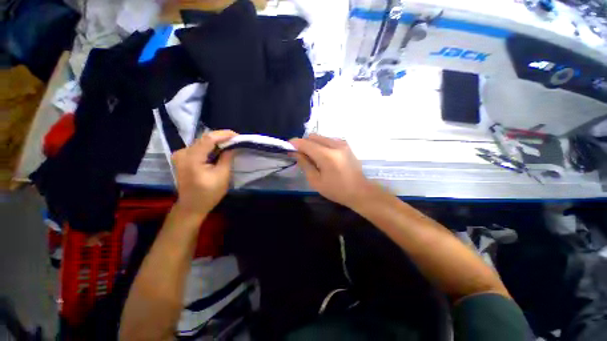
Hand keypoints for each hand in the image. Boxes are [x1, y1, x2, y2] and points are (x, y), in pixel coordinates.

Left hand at [171, 130, 236, 216]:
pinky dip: (210, 147)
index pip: (209, 139)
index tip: (237, 136)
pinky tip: (219, 150)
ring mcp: (180, 155)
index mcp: (192, 159)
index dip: (224, 135)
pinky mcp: (182, 158)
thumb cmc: (209, 193)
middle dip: (221, 137)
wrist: (192, 206)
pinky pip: (198, 147)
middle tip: (236, 139)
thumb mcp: (222, 175)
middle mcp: (182, 153)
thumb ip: (227, 158)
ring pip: (201, 142)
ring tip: (230, 143)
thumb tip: (232, 146)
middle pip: (204, 139)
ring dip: (216, 142)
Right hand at [290, 134, 376, 207]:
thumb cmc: (336, 190)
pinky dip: (321, 145)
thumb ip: (305, 164)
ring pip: (321, 137)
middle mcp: (335, 145)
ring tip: (311, 157)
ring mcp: (342, 143)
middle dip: (303, 143)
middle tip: (300, 155)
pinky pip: (328, 140)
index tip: (288, 147)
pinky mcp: (346, 145)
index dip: (295, 143)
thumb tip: (295, 153)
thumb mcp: (316, 181)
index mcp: (327, 155)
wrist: (360, 191)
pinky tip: (322, 156)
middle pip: (313, 137)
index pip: (306, 143)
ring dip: (312, 144)